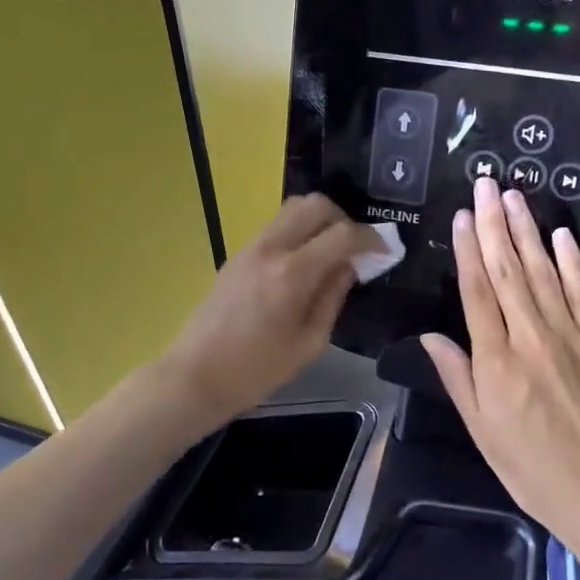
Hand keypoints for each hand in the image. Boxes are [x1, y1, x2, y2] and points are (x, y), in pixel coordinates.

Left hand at [159, 194, 382, 429]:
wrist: (195, 375)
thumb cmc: (256, 370)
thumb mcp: (309, 343)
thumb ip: (332, 297)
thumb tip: (349, 266)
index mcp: (292, 273)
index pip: (342, 235)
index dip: (370, 238)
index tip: (385, 251)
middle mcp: (270, 248)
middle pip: (314, 204)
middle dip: (343, 218)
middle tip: (355, 247)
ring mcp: (249, 247)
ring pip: (291, 209)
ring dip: (318, 221)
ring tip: (331, 252)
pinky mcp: (237, 254)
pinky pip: (276, 226)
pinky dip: (298, 231)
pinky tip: (304, 262)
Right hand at [422, 177, 579, 556]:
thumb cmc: (532, 468)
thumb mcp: (481, 430)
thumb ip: (457, 377)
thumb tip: (430, 336)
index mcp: (495, 360)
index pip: (476, 291)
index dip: (466, 249)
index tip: (460, 215)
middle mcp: (529, 337)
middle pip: (508, 270)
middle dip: (493, 223)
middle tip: (486, 184)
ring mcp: (570, 335)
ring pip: (542, 272)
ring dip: (527, 230)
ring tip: (513, 196)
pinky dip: (571, 262)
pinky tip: (560, 234)